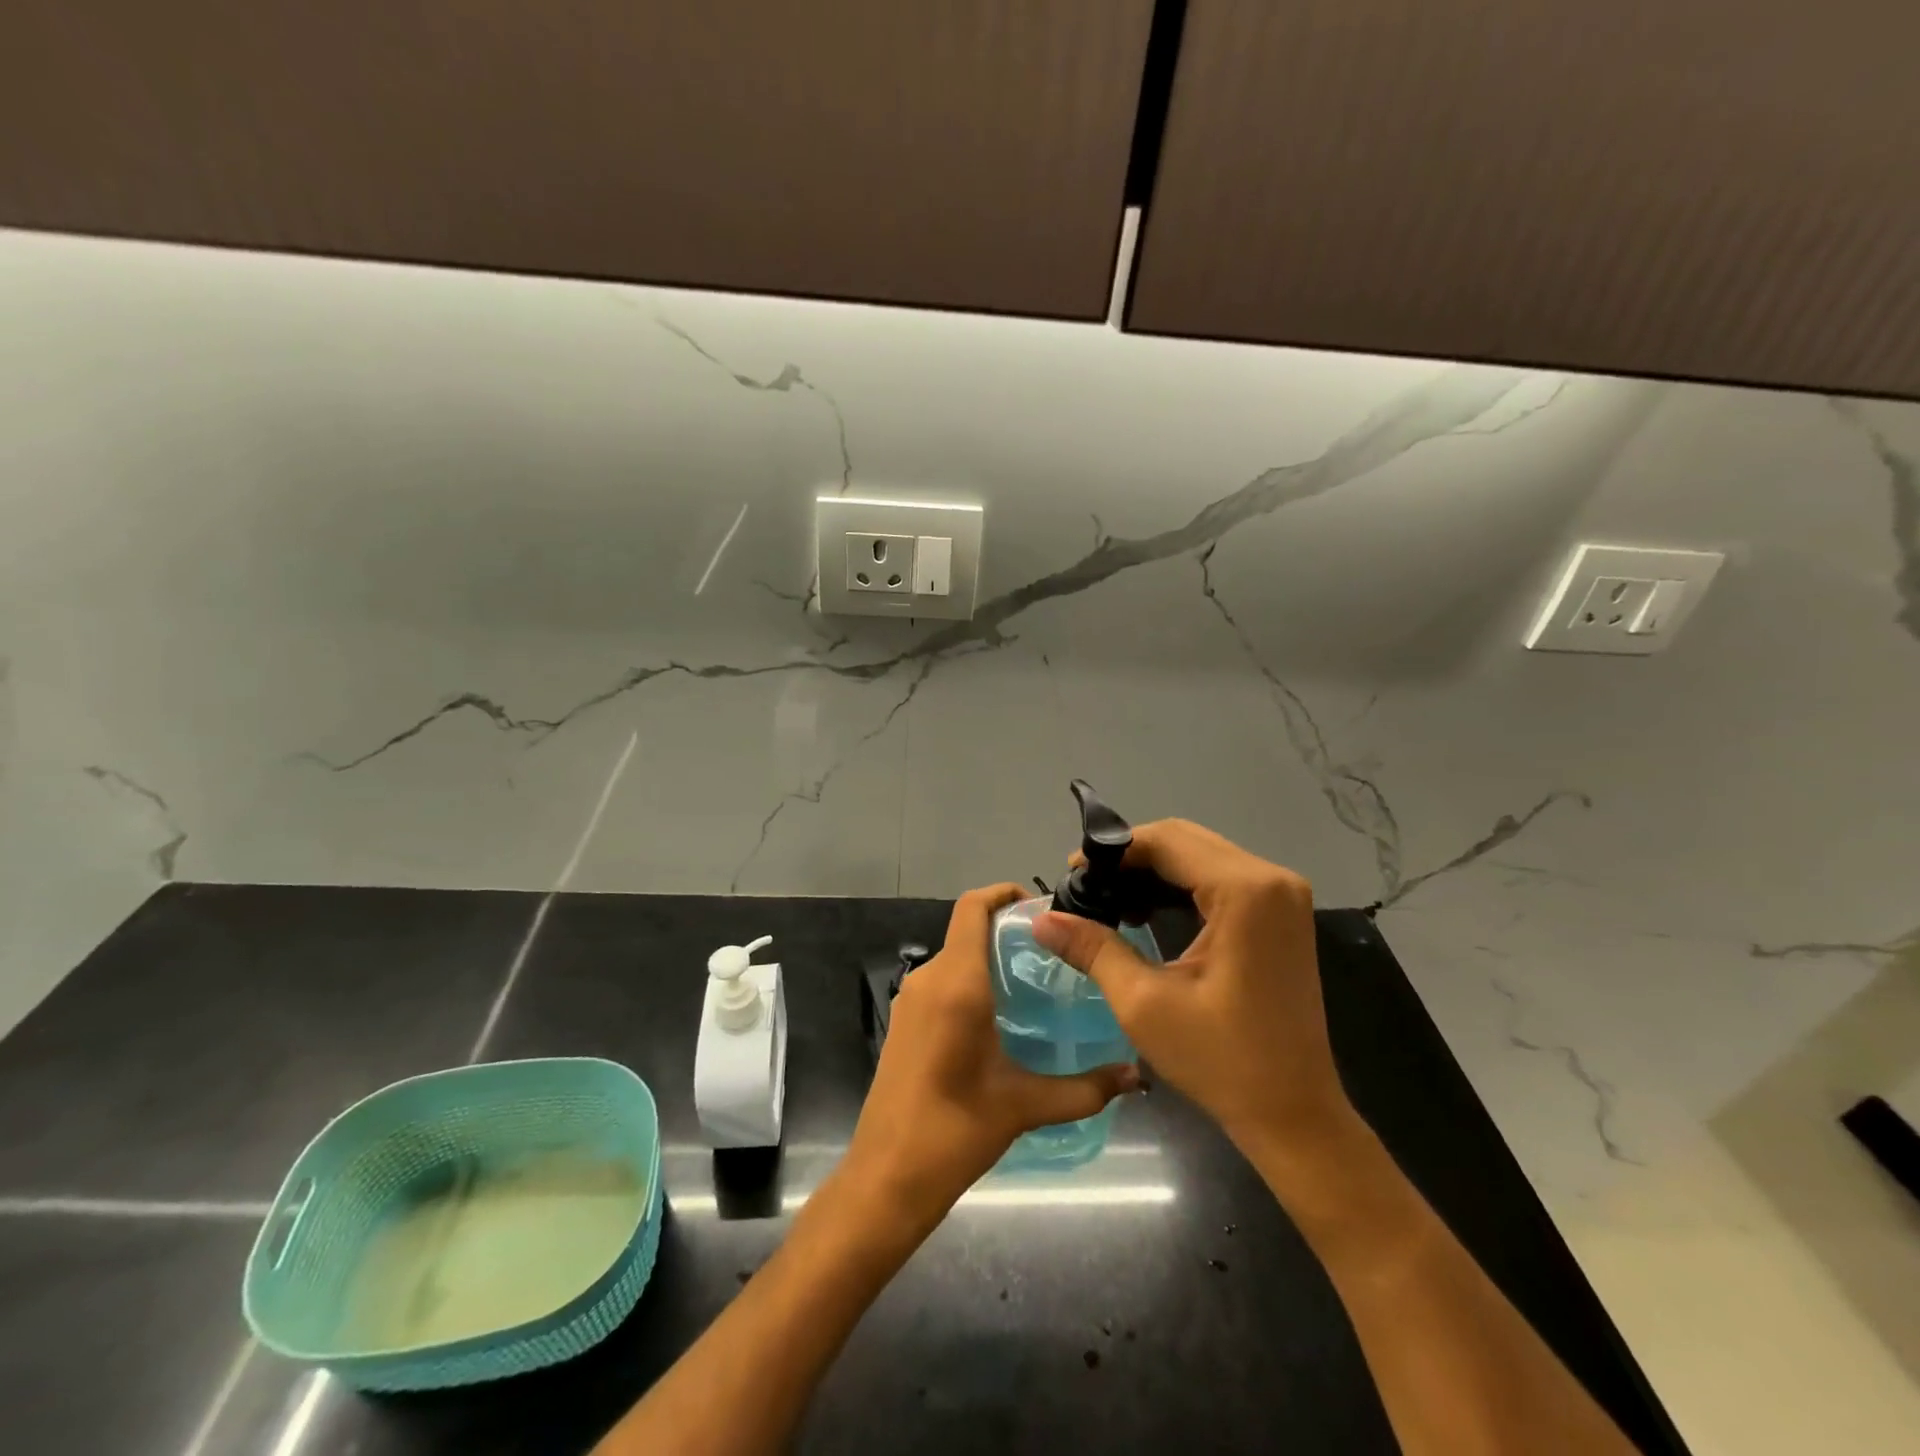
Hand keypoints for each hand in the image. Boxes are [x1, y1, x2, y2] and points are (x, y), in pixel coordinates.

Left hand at [843, 883, 1140, 1223]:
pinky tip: (1005, 1017)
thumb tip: (1136, 1077)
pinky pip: (943, 982)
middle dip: (1010, 931)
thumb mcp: (1024, 1106)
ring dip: (992, 958)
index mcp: (955, 983)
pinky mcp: (905, 1022)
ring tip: (1039, 983)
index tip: (1045, 909)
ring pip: (956, 957)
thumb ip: (1085, 1088)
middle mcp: (929, 979)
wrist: (885, 1179)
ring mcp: (911, 1000)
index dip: (1005, 893)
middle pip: (968, 929)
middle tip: (1058, 952)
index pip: (973, 907)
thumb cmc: (954, 1133)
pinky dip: (973, 982)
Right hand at [1033, 821, 1348, 1149]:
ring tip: (1109, 899)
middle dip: (1131, 857)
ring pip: (1202, 855)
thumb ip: (1093, 948)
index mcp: (1246, 892)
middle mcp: (1272, 879)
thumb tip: (1041, 919)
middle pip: (1186, 840)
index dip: (1113, 850)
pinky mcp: (1282, 914)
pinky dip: (1180, 886)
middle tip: (1087, 887)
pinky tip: (1146, 912)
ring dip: (1153, 871)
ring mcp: (1283, 895)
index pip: (1167, 841)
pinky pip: (1220, 878)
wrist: (1294, 1114)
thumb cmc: (1221, 1061)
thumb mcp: (1144, 1003)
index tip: (1071, 872)